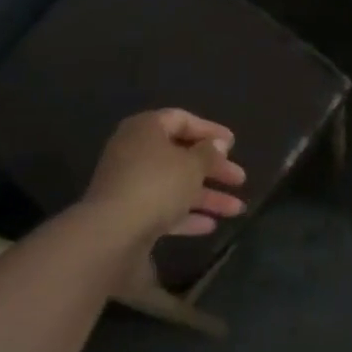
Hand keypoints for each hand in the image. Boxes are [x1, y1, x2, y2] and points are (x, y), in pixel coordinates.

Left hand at [84, 109, 247, 242]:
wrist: (112, 232)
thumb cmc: (156, 184)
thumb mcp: (192, 165)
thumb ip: (209, 152)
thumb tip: (218, 144)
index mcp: (146, 129)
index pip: (181, 119)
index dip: (209, 130)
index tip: (234, 143)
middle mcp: (134, 151)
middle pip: (180, 155)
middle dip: (213, 168)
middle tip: (239, 179)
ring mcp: (129, 183)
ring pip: (174, 184)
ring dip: (206, 196)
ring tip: (237, 209)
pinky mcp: (128, 213)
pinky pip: (162, 208)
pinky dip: (186, 215)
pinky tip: (210, 225)